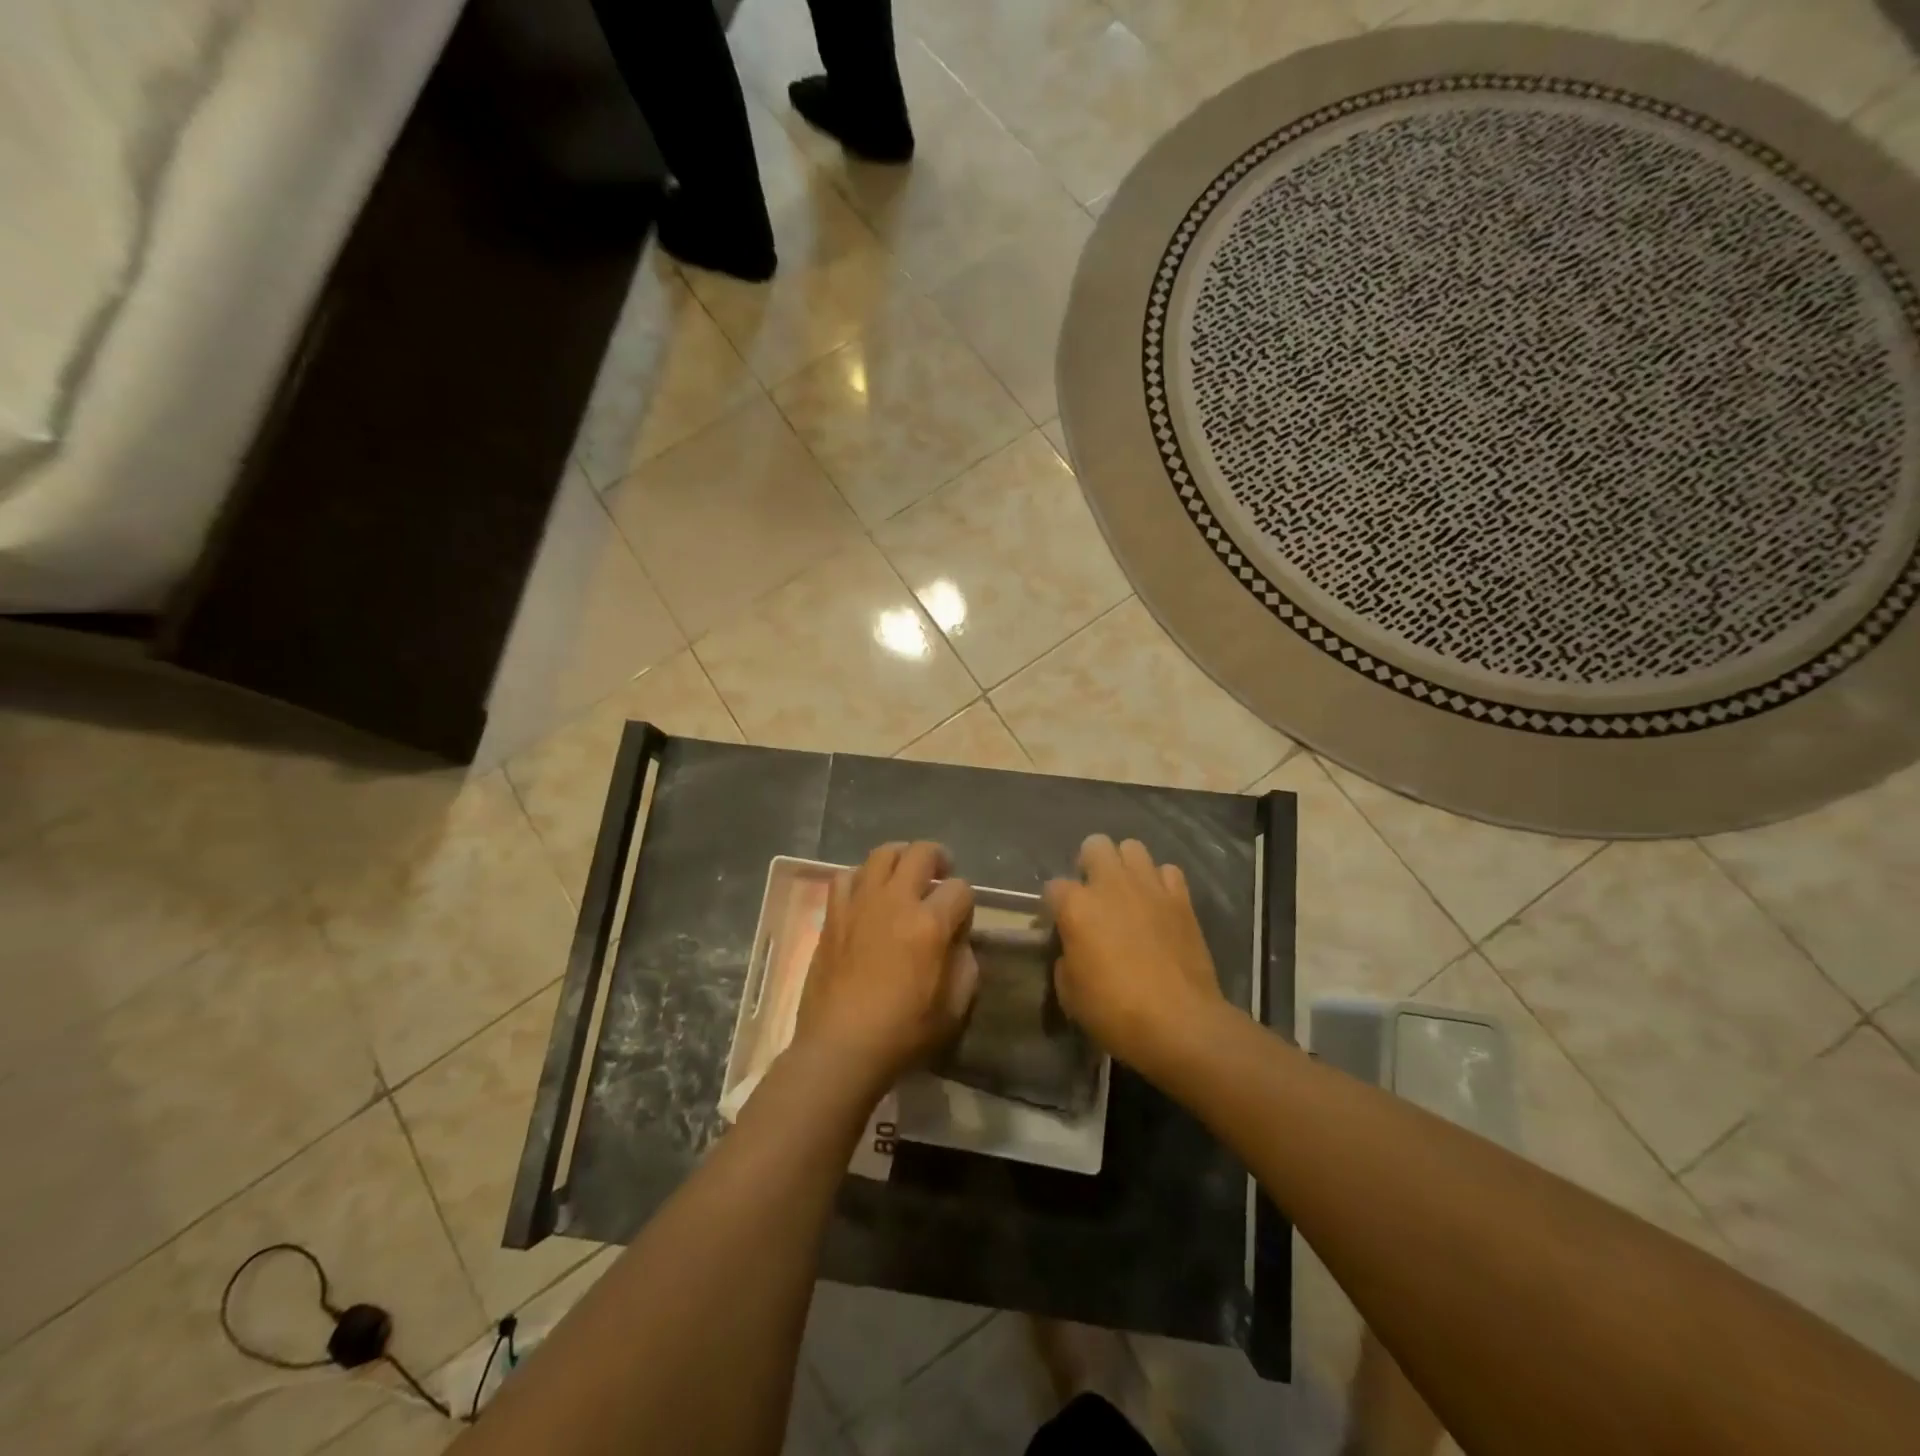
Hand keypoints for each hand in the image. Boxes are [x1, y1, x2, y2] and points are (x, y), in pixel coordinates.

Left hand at [794, 842, 977, 1096]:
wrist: (840, 1048)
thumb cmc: (903, 1032)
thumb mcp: (954, 1007)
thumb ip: (965, 964)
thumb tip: (957, 939)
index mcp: (930, 924)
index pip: (960, 889)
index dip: (966, 903)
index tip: (961, 921)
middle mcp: (895, 901)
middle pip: (921, 852)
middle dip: (939, 858)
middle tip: (941, 874)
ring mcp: (860, 903)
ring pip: (882, 854)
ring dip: (900, 858)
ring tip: (904, 875)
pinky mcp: (834, 914)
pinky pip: (847, 876)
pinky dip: (862, 877)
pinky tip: (867, 895)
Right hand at [1045, 835, 1227, 1075]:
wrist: (1180, 1023)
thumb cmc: (1115, 1012)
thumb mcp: (1070, 994)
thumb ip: (1065, 959)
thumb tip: (1072, 951)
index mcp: (1076, 906)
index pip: (1053, 887)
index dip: (1052, 906)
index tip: (1057, 925)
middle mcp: (1111, 884)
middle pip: (1094, 845)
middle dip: (1089, 863)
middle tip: (1092, 894)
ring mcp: (1149, 887)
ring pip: (1132, 847)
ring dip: (1125, 865)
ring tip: (1126, 891)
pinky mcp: (1181, 898)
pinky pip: (1168, 871)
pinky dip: (1160, 882)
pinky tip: (1158, 903)